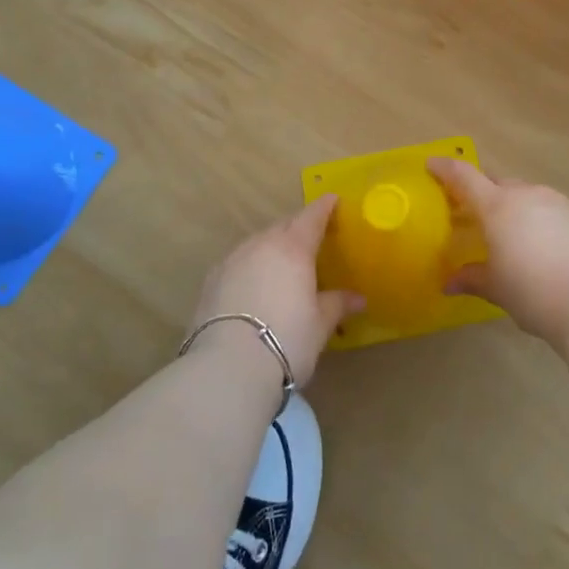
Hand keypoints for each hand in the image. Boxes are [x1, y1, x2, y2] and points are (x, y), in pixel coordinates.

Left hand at [189, 198, 363, 386]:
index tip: (333, 200)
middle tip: (312, 238)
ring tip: (283, 265)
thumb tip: (358, 298)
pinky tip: (255, 285)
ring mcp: (232, 260)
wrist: (227, 368)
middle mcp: (261, 244)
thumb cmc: (286, 339)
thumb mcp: (320, 324)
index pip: (312, 216)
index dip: (324, 207)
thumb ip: (337, 304)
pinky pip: (238, 262)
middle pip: (283, 226)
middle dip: (298, 227)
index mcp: (293, 247)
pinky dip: (251, 266)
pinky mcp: (210, 281)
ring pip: (258, 243)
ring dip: (272, 247)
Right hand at [426, 159, 568, 347]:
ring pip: (526, 194)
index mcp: (498, 207)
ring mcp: (557, 201)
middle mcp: (526, 194)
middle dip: (482, 193)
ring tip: (511, 234)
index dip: (446, 168)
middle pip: (497, 183)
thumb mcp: (497, 289)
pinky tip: (543, 244)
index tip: (432, 164)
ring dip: (513, 206)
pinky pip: (550, 208)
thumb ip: (472, 279)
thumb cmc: (534, 293)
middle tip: (473, 213)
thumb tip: (449, 282)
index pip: (464, 176)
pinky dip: (539, 218)